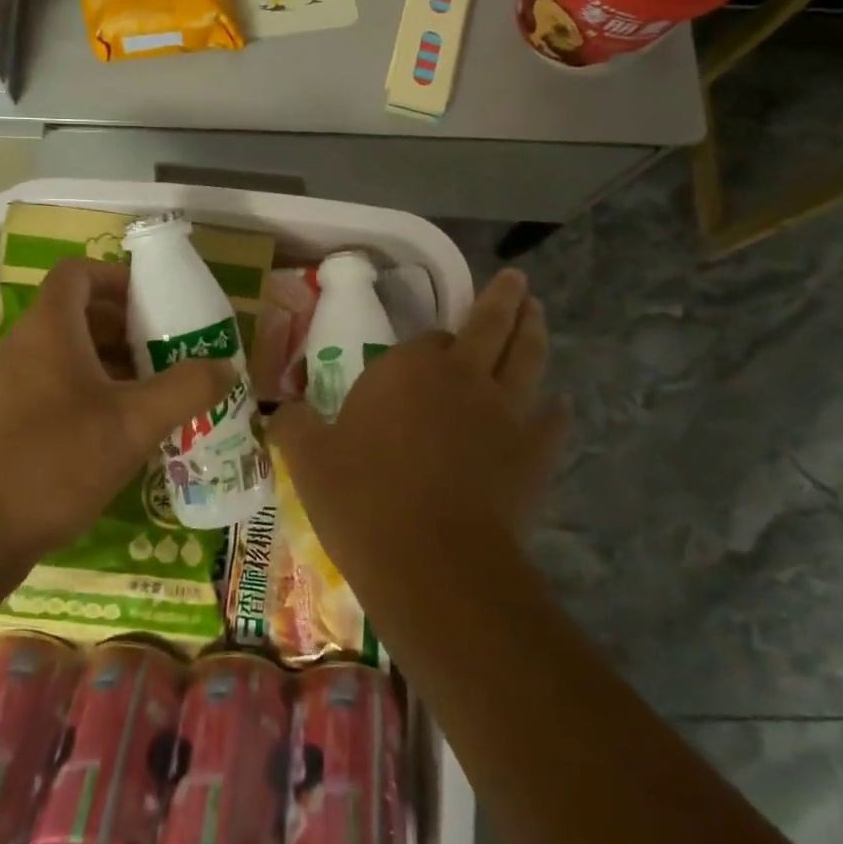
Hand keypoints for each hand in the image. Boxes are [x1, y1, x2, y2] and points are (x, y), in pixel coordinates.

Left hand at [0, 258, 233, 578]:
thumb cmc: (55, 461)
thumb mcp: (134, 423)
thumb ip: (186, 389)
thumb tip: (227, 367)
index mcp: (48, 329)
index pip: (78, 273)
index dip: (117, 278)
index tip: (154, 304)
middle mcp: (20, 346)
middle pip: (75, 314)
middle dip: (125, 328)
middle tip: (165, 353)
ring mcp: (4, 385)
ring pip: (64, 354)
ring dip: (108, 364)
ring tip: (148, 394)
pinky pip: (49, 386)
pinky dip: (85, 392)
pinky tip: (113, 433)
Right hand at [270, 269, 568, 577]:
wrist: (435, 564)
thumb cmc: (365, 502)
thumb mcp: (309, 463)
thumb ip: (293, 427)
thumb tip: (281, 411)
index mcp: (408, 368)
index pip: (427, 338)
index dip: (428, 343)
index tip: (424, 352)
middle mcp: (462, 376)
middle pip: (491, 325)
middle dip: (505, 298)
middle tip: (517, 279)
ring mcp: (505, 412)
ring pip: (527, 358)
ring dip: (534, 330)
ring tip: (538, 311)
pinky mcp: (533, 453)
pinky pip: (551, 421)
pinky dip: (556, 409)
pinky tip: (560, 403)